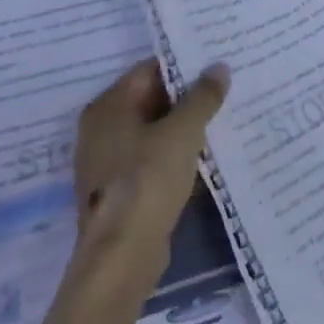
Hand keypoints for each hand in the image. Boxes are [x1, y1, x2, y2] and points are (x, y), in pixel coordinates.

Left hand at [72, 58, 229, 278]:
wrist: (122, 258)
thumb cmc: (147, 182)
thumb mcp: (183, 132)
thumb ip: (202, 97)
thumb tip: (219, 67)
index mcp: (107, 107)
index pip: (148, 70)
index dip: (182, 66)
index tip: (214, 64)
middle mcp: (100, 129)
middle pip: (148, 100)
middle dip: (185, 97)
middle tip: (224, 89)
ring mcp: (106, 162)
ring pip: (151, 131)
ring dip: (181, 128)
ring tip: (220, 119)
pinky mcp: (117, 191)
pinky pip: (149, 159)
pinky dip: (172, 155)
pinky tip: (202, 156)